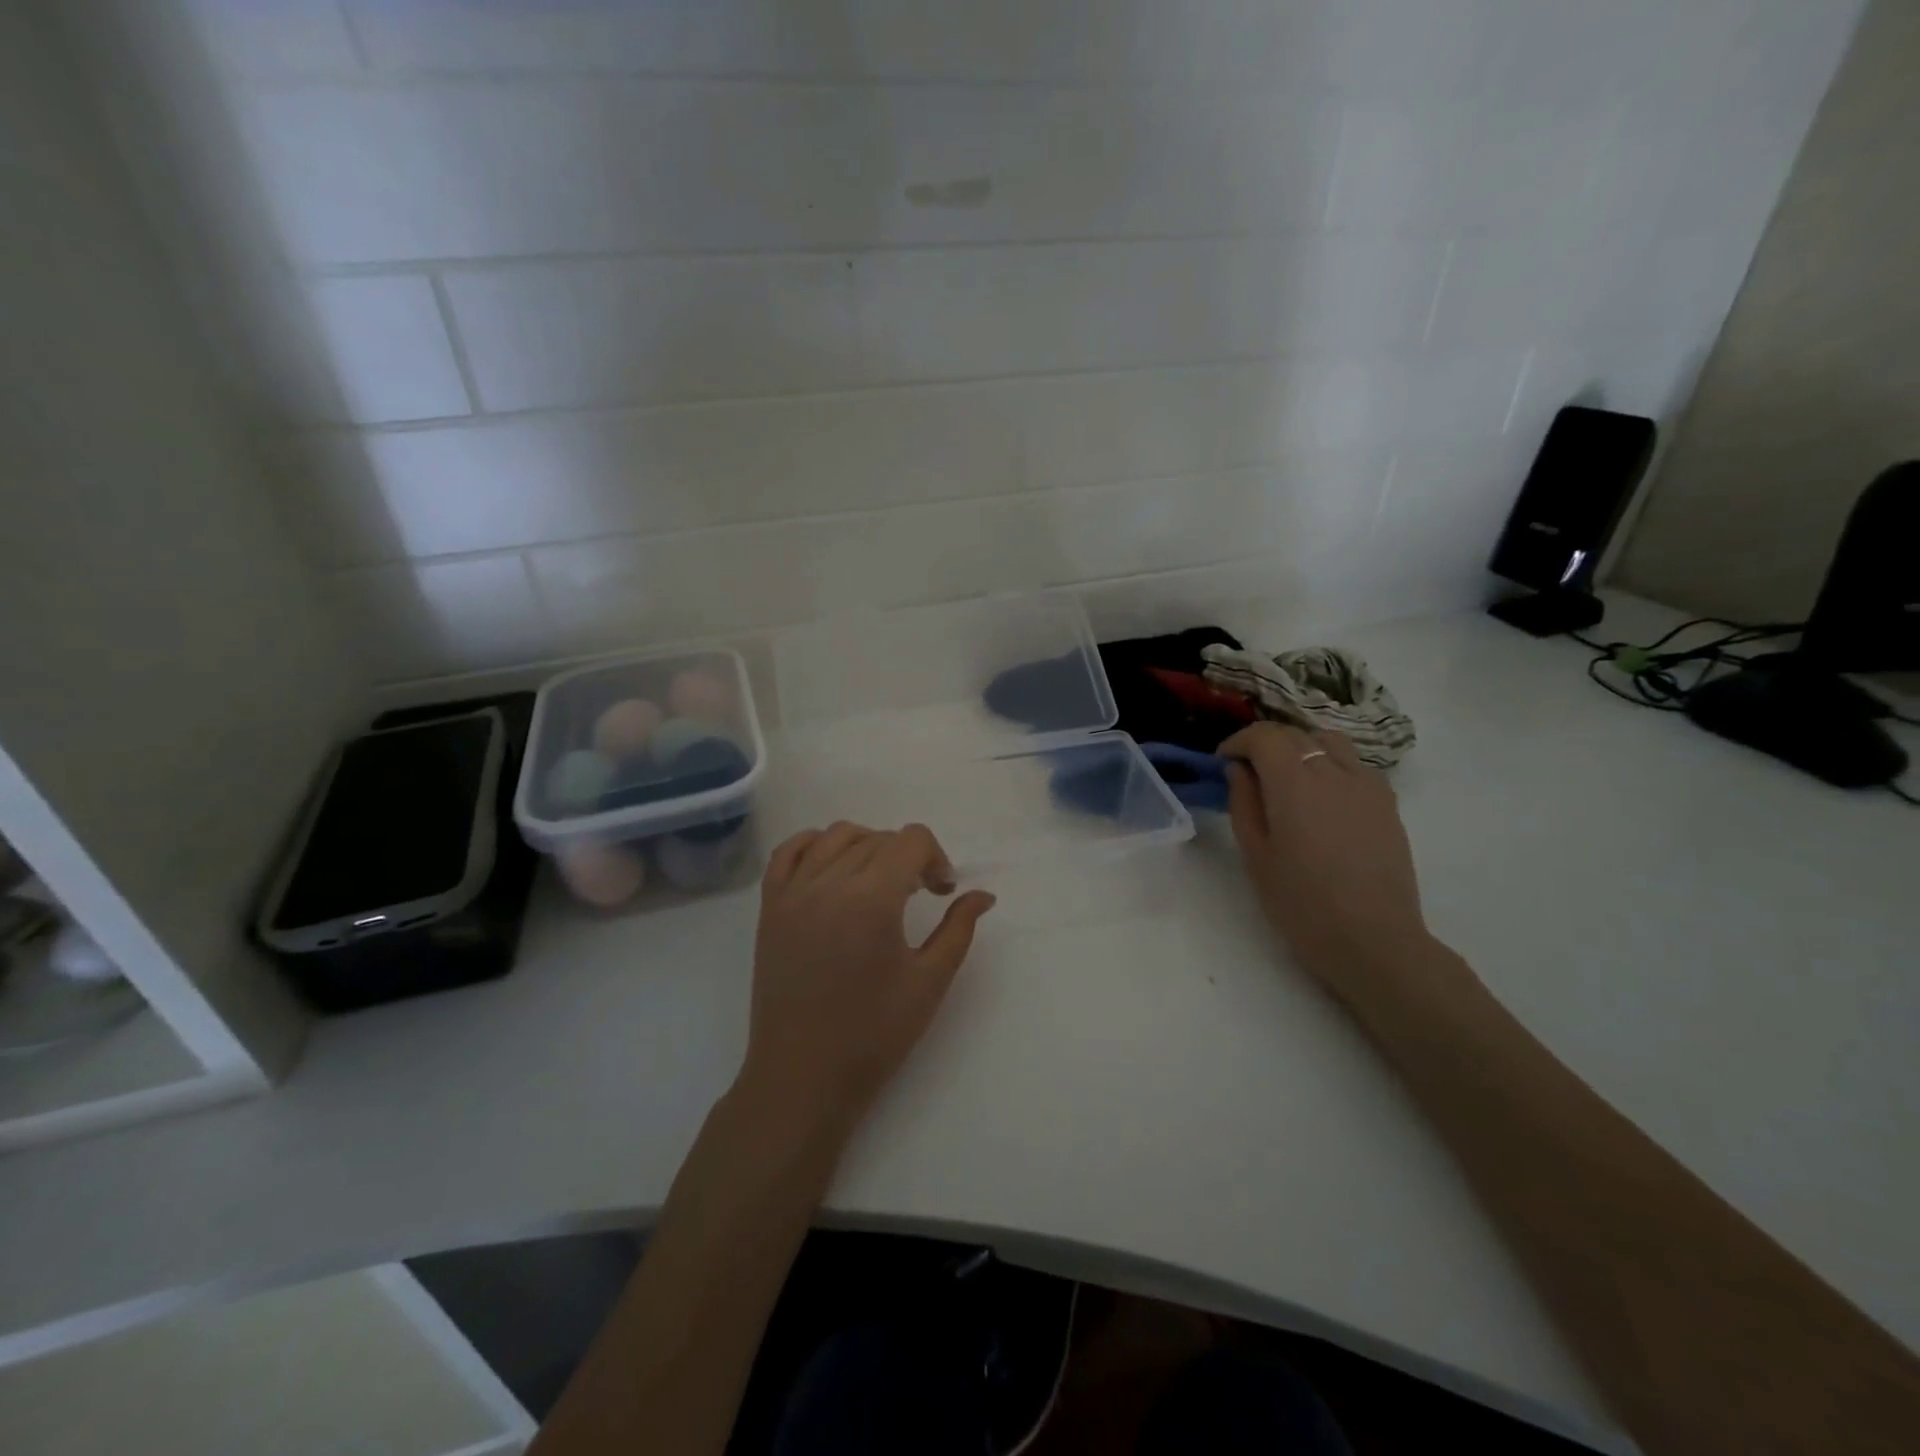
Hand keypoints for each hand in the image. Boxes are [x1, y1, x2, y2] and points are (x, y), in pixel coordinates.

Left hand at [738, 822, 995, 1144]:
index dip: (936, 858)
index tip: (941, 893)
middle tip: (919, 896)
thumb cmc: (873, 1035)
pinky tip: (833, 867)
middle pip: (878, 838)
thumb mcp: (929, 982)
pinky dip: (816, 846)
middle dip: (908, 857)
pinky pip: (789, 852)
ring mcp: (793, 893)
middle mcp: (829, 883)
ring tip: (880, 882)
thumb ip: (958, 929)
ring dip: (868, 846)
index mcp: (872, 899)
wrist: (802, 1077)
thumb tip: (983, 895)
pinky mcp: (770, 908)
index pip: (911, 840)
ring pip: (837, 836)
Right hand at [1220, 722, 1430, 999]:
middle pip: (1295, 734)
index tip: (1223, 761)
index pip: (1264, 737)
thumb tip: (1240, 770)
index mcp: (1294, 783)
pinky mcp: (1387, 802)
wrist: (1373, 940)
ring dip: (1301, 746)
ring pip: (1329, 740)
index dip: (1239, 741)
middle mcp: (1333, 772)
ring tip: (1287, 774)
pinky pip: (1354, 764)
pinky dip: (1330, 763)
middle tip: (1247, 769)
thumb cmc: (1301, 903)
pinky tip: (1321, 795)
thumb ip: (1244, 803)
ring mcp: (1366, 784)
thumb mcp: (1256, 855)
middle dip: (1265, 743)